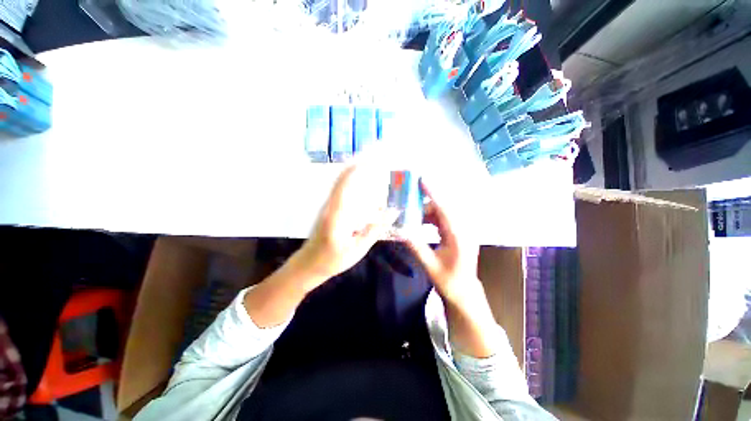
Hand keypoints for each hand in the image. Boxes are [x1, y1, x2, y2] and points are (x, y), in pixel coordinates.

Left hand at [293, 164, 397, 291]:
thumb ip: (375, 230)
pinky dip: (353, 179)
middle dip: (359, 163)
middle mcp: (330, 204)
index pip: (347, 183)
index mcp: (336, 214)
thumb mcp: (357, 249)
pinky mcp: (329, 207)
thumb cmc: (332, 260)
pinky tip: (364, 181)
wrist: (308, 263)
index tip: (374, 158)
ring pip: (341, 180)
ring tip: (373, 163)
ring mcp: (328, 204)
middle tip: (377, 155)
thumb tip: (393, 212)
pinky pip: (341, 188)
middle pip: (343, 176)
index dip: (359, 168)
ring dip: (356, 169)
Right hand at [404, 181, 498, 357]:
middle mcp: (461, 230)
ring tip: (411, 213)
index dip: (434, 193)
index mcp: (458, 237)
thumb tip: (401, 230)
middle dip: (425, 203)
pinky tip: (420, 222)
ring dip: (426, 212)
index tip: (423, 180)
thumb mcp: (430, 265)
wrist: (464, 292)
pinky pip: (442, 220)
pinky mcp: (456, 233)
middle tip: (408, 199)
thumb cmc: (449, 281)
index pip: (445, 210)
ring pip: (441, 214)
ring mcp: (460, 231)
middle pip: (442, 209)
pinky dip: (430, 219)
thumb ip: (416, 247)